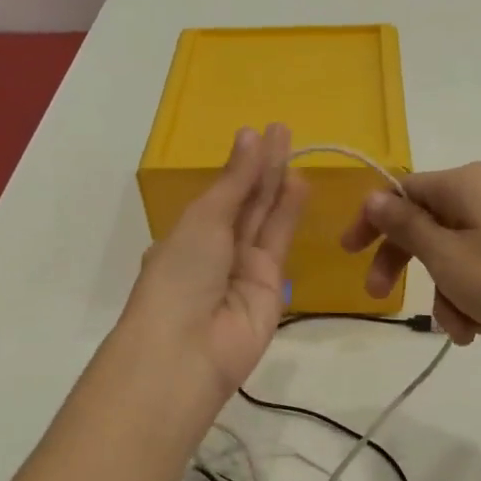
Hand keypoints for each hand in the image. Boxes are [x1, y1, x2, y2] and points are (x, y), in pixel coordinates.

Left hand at [122, 124, 307, 392]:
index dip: (240, 165)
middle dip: (263, 168)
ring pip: (264, 220)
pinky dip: (289, 214)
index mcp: (187, 236)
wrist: (187, 349)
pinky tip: (300, 184)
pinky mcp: (271, 286)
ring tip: (295, 148)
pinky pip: (279, 244)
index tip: (259, 132)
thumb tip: (250, 135)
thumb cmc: (180, 275)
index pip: (219, 194)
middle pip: (244, 203)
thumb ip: (235, 182)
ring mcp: (243, 269)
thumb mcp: (204, 219)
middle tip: (284, 131)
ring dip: (279, 186)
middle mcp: (215, 250)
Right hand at [342, 162, 480, 363]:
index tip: (349, 254)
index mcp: (466, 183)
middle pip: (425, 223)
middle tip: (380, 299)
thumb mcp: (446, 257)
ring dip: (444, 293)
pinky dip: (471, 295)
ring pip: (452, 252)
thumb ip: (405, 225)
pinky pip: (480, 265)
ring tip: (460, 331)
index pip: (401, 190)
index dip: (371, 221)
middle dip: (406, 266)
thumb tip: (374, 196)